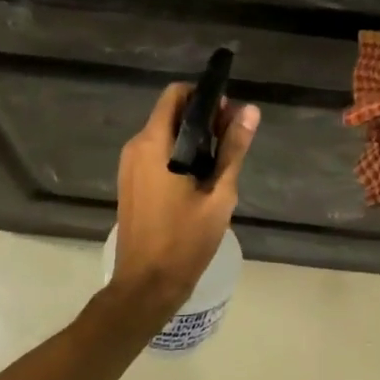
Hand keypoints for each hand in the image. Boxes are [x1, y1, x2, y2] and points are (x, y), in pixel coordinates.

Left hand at [109, 84, 259, 312]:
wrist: (146, 285)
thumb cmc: (184, 240)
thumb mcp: (219, 195)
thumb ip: (233, 149)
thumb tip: (249, 111)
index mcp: (154, 144)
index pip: (175, 94)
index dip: (203, 96)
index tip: (228, 114)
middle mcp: (136, 147)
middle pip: (170, 113)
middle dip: (202, 118)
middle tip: (231, 140)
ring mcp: (129, 165)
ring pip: (163, 134)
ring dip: (191, 137)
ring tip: (220, 162)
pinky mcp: (130, 182)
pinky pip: (155, 153)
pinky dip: (177, 153)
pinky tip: (199, 178)